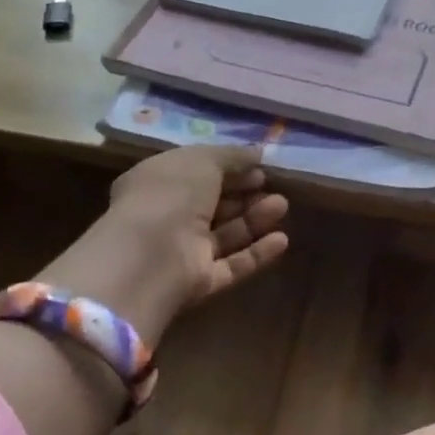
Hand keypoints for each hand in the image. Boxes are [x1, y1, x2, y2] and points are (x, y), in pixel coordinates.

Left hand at [105, 144, 290, 306]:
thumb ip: (232, 155)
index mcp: (157, 183)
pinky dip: (257, 253)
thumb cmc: (171, 194)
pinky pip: (232, 265)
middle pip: (213, 205)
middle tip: (274, 187)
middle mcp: (168, 218)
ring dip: (254, 219)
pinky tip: (282, 240)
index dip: (228, 169)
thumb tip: (257, 152)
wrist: (152, 255)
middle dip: (245, 195)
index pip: (196, 174)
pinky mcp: (199, 282)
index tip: (258, 167)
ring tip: (282, 206)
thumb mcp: (203, 160)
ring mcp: (183, 252)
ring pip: (226, 234)